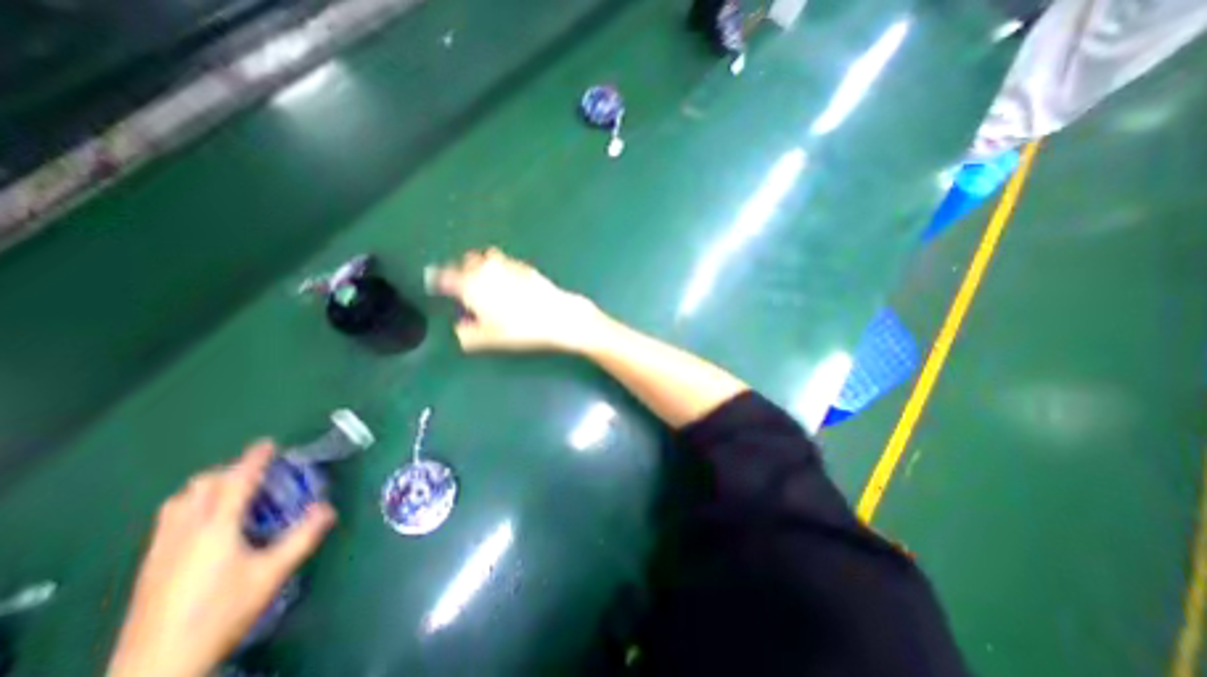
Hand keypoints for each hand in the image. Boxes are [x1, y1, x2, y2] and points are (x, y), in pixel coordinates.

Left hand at [110, 444, 336, 676]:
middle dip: (230, 471)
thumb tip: (328, 507)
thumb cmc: (221, 612)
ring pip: (178, 501)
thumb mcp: (273, 573)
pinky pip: (169, 519)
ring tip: (232, 493)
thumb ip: (303, 536)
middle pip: (201, 486)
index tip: (268, 444)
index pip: (236, 482)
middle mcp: (184, 531)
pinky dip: (192, 506)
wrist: (155, 668)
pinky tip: (208, 523)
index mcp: (216, 528)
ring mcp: (161, 549)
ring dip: (207, 487)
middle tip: (258, 473)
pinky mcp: (149, 566)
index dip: (254, 460)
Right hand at [433, 248, 608, 354]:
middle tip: (462, 279)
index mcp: (473, 287)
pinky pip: (507, 261)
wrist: (558, 316)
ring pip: (488, 257)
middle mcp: (488, 271)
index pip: (447, 277)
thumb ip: (469, 335)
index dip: (437, 278)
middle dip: (462, 268)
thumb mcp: (491, 338)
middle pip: (467, 261)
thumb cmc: (521, 329)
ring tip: (484, 275)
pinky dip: (502, 266)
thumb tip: (459, 330)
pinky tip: (508, 276)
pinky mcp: (526, 268)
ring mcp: (508, 266)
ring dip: (482, 263)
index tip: (434, 281)